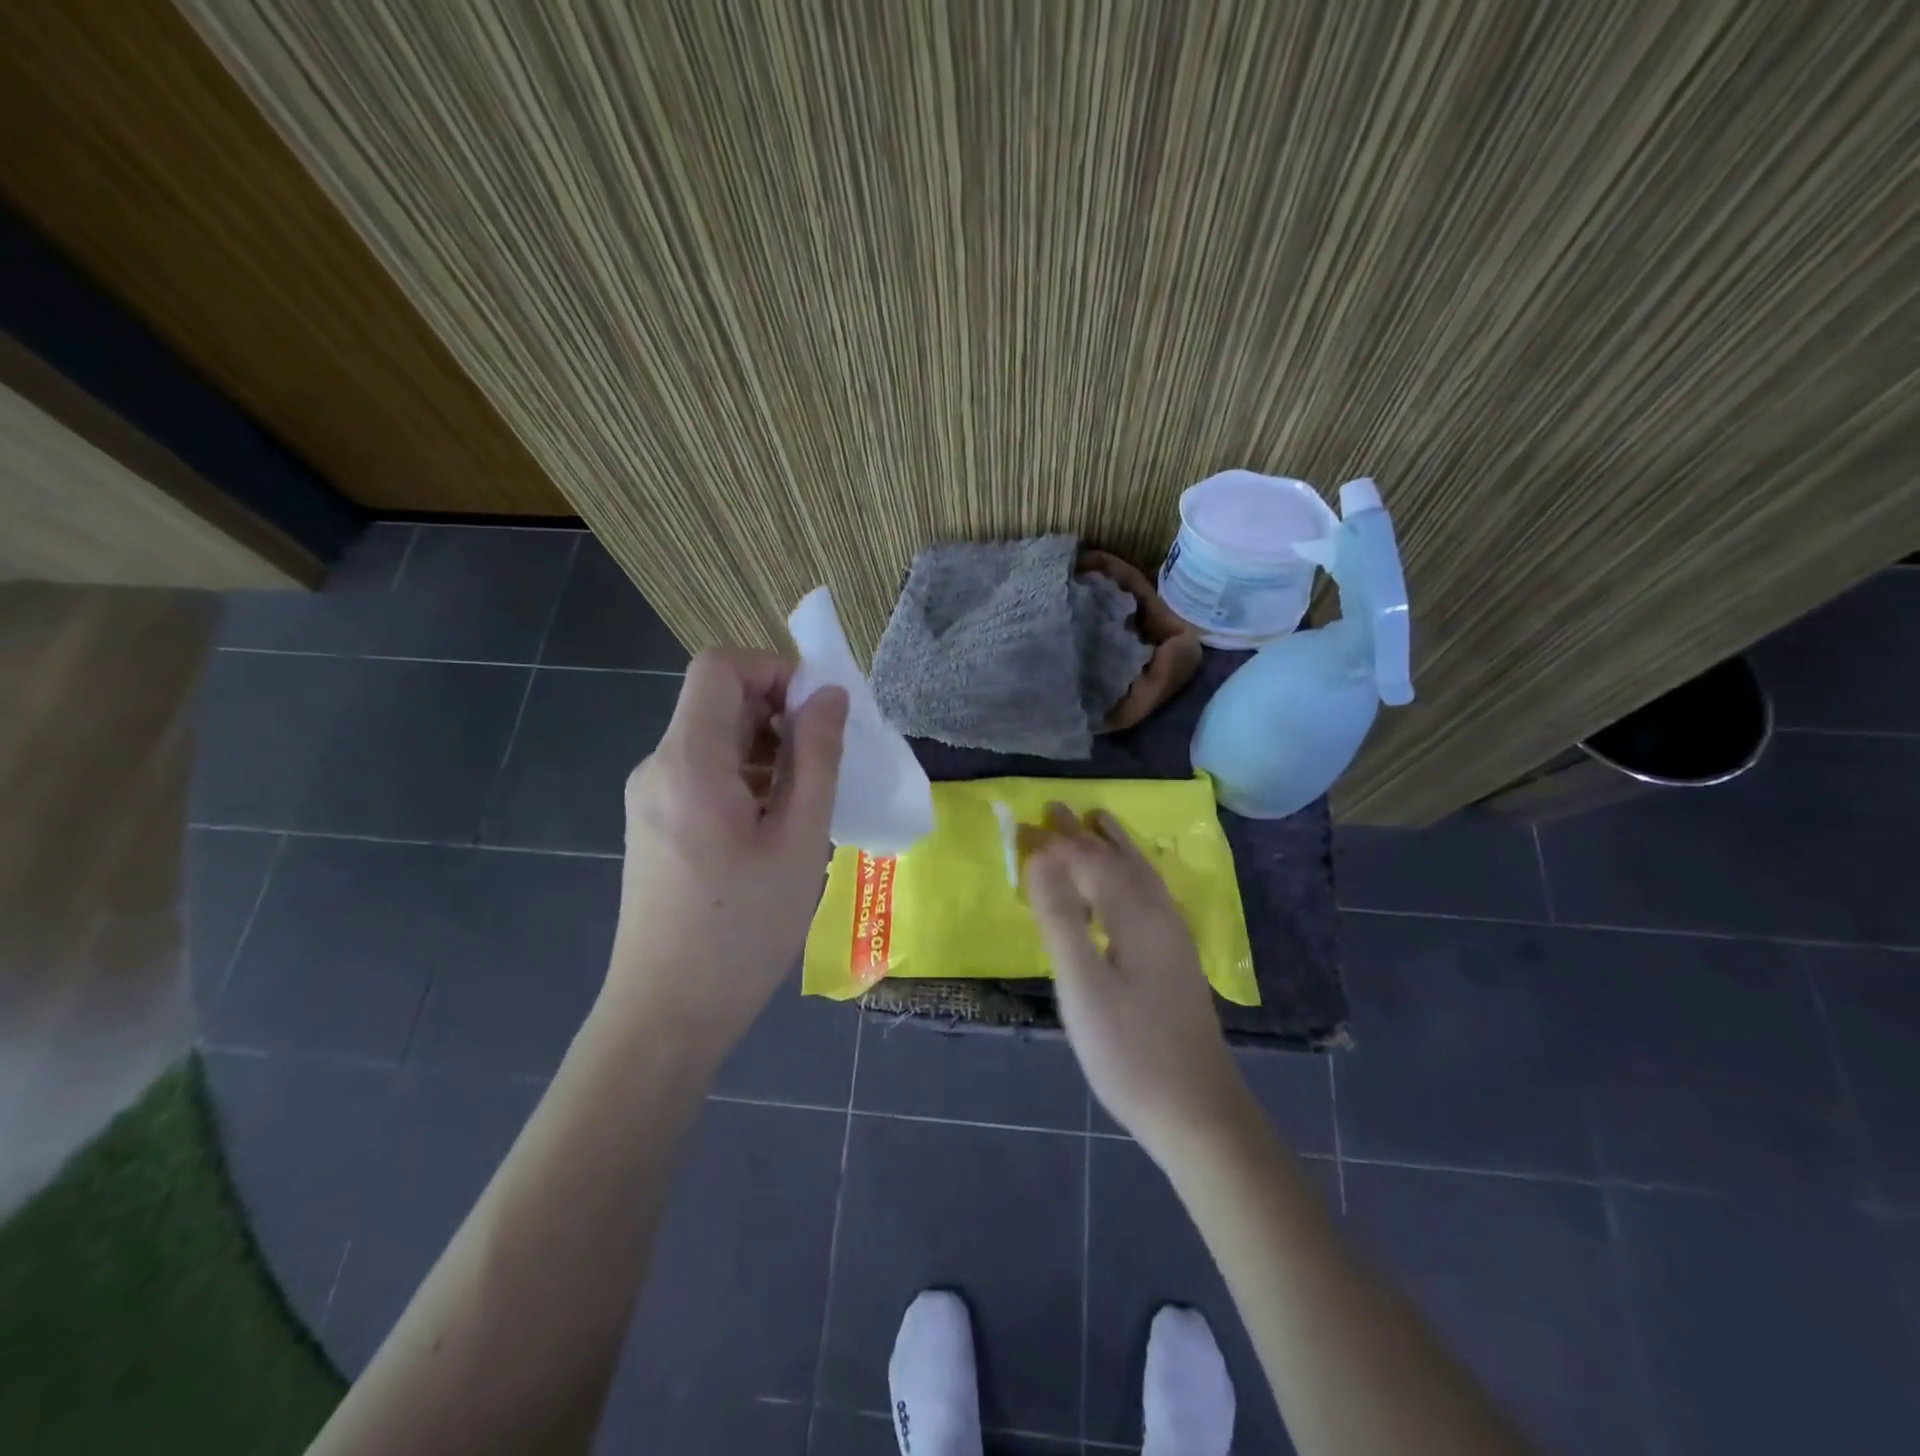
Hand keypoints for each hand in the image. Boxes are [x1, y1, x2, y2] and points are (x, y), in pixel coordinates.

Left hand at [605, 649, 847, 1055]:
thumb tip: (829, 695)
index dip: (774, 671)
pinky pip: (704, 775)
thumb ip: (817, 758)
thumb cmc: (742, 930)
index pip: (720, 667)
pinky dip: (747, 778)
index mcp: (688, 761)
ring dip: (768, 750)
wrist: (666, 1016)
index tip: (819, 714)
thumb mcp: (798, 840)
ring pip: (714, 740)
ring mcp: (651, 798)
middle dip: (779, 714)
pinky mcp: (655, 825)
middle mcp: (659, 767)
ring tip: (809, 801)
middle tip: (827, 762)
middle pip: (717, 701)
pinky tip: (777, 826)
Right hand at [1025, 805, 1249, 1152]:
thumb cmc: (1130, 1049)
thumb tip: (1040, 856)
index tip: (1024, 823)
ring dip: (1115, 847)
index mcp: (1135, 916)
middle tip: (1055, 809)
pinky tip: (1130, 886)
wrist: (1197, 1111)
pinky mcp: (1176, 960)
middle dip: (1086, 834)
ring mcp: (1173, 939)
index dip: (1057, 842)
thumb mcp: (1083, 984)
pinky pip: (1149, 895)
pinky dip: (1131, 874)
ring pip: (1142, 875)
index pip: (1090, 861)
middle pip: (1119, 860)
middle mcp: (1159, 916)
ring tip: (1098, 823)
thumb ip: (1061, 917)